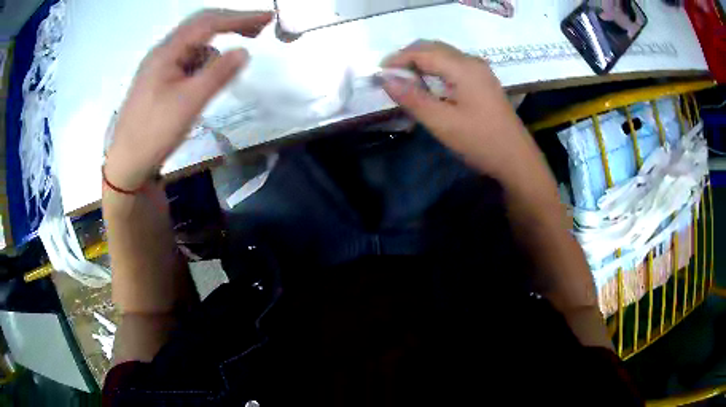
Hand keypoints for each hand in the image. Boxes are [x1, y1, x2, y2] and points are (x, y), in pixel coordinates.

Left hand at [104, 10, 272, 190]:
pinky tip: (204, 82)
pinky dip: (202, 65)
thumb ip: (218, 73)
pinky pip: (187, 62)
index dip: (240, 17)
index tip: (268, 17)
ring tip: (228, 68)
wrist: (127, 164)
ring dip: (215, 49)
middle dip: (230, 24)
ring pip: (194, 46)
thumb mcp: (189, 103)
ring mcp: (159, 66)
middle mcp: (162, 52)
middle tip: (258, 30)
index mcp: (167, 52)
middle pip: (200, 27)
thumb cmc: (154, 133)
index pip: (208, 22)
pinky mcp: (159, 80)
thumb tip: (244, 51)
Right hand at [382, 41, 527, 178]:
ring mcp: (481, 71)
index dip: (398, 58)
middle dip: (409, 57)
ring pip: (444, 55)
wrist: (517, 159)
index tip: (379, 73)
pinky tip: (430, 85)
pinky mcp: (484, 82)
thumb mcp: (442, 122)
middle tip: (390, 77)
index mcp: (463, 68)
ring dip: (422, 62)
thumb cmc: (480, 141)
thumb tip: (386, 79)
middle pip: (434, 48)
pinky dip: (436, 69)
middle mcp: (472, 62)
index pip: (423, 52)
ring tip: (405, 80)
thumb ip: (413, 98)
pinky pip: (454, 65)